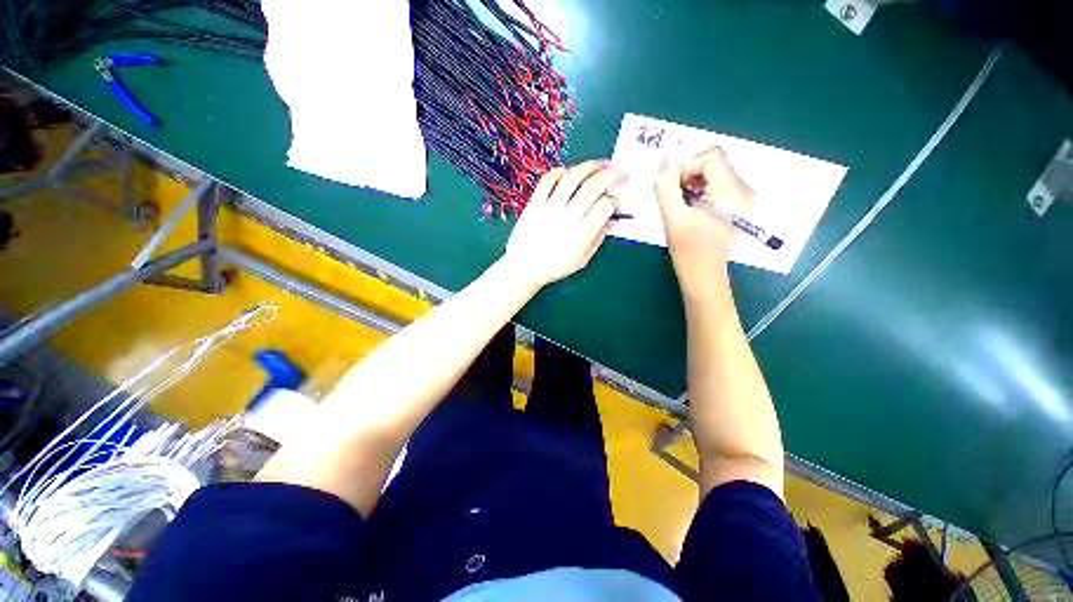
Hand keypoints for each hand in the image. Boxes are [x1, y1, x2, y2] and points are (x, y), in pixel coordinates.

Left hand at [504, 161, 625, 287]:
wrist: (523, 268)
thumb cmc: (554, 267)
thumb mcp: (581, 260)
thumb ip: (598, 239)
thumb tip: (613, 219)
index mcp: (580, 237)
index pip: (604, 207)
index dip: (615, 201)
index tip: (615, 203)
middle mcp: (566, 219)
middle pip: (593, 187)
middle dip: (612, 176)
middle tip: (621, 174)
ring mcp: (548, 209)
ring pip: (572, 178)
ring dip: (591, 166)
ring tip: (602, 164)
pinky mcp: (534, 203)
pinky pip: (548, 179)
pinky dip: (562, 171)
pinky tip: (571, 172)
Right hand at [656, 149, 753, 294]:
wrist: (703, 276)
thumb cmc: (687, 250)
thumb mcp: (672, 217)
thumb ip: (666, 187)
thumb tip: (664, 159)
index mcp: (730, 193)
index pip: (712, 157)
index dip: (687, 166)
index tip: (672, 186)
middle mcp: (742, 191)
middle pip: (714, 164)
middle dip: (689, 175)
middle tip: (674, 196)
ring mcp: (742, 199)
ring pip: (715, 174)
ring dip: (693, 183)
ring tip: (681, 204)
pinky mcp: (737, 206)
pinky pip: (718, 186)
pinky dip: (700, 191)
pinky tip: (691, 208)